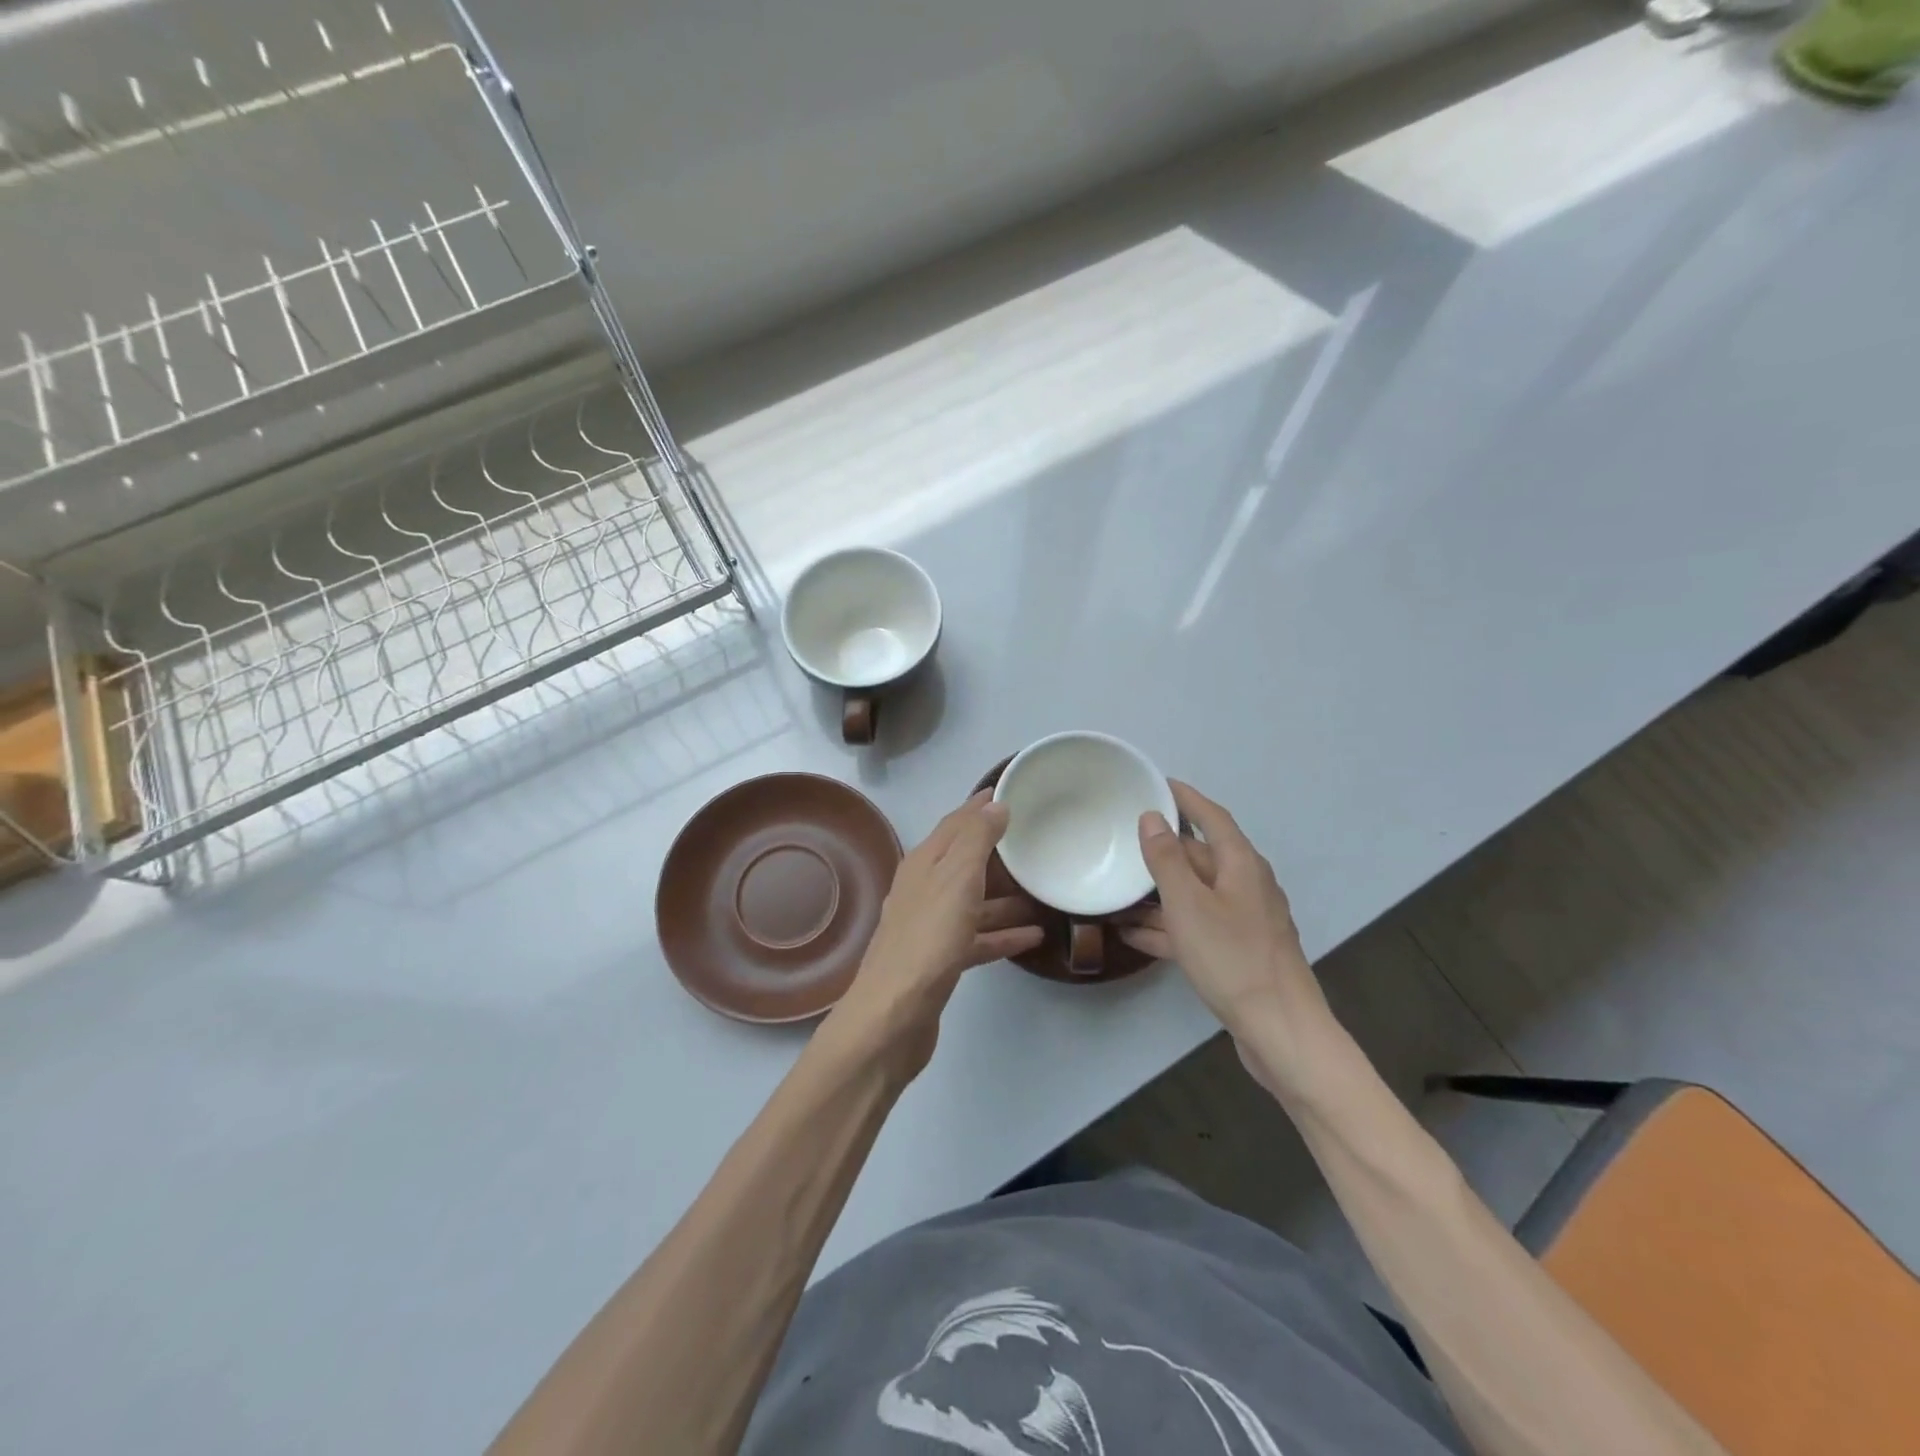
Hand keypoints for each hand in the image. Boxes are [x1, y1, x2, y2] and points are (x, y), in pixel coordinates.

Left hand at [828, 791, 1044, 1075]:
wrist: (893, 1017)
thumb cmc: (928, 940)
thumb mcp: (956, 880)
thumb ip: (976, 840)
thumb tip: (994, 804)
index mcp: (923, 864)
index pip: (954, 823)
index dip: (979, 806)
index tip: (1008, 790)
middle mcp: (923, 890)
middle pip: (964, 861)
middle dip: (996, 849)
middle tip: (1034, 839)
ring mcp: (929, 927)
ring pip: (972, 900)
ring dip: (1004, 895)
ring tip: (1042, 891)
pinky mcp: (939, 961)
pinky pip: (976, 938)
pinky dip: (1001, 934)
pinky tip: (1032, 938)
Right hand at [1118, 781, 1337, 1092]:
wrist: (1280, 1032)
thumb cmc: (1233, 959)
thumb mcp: (1189, 905)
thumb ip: (1167, 860)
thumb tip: (1152, 817)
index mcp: (1241, 865)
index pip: (1211, 817)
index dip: (1185, 798)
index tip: (1157, 782)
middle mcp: (1245, 886)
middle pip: (1200, 856)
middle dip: (1163, 849)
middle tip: (1122, 838)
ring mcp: (1242, 921)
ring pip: (1193, 895)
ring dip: (1158, 893)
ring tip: (1116, 889)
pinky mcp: (1236, 952)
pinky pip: (1195, 927)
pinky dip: (1166, 926)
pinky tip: (1131, 934)